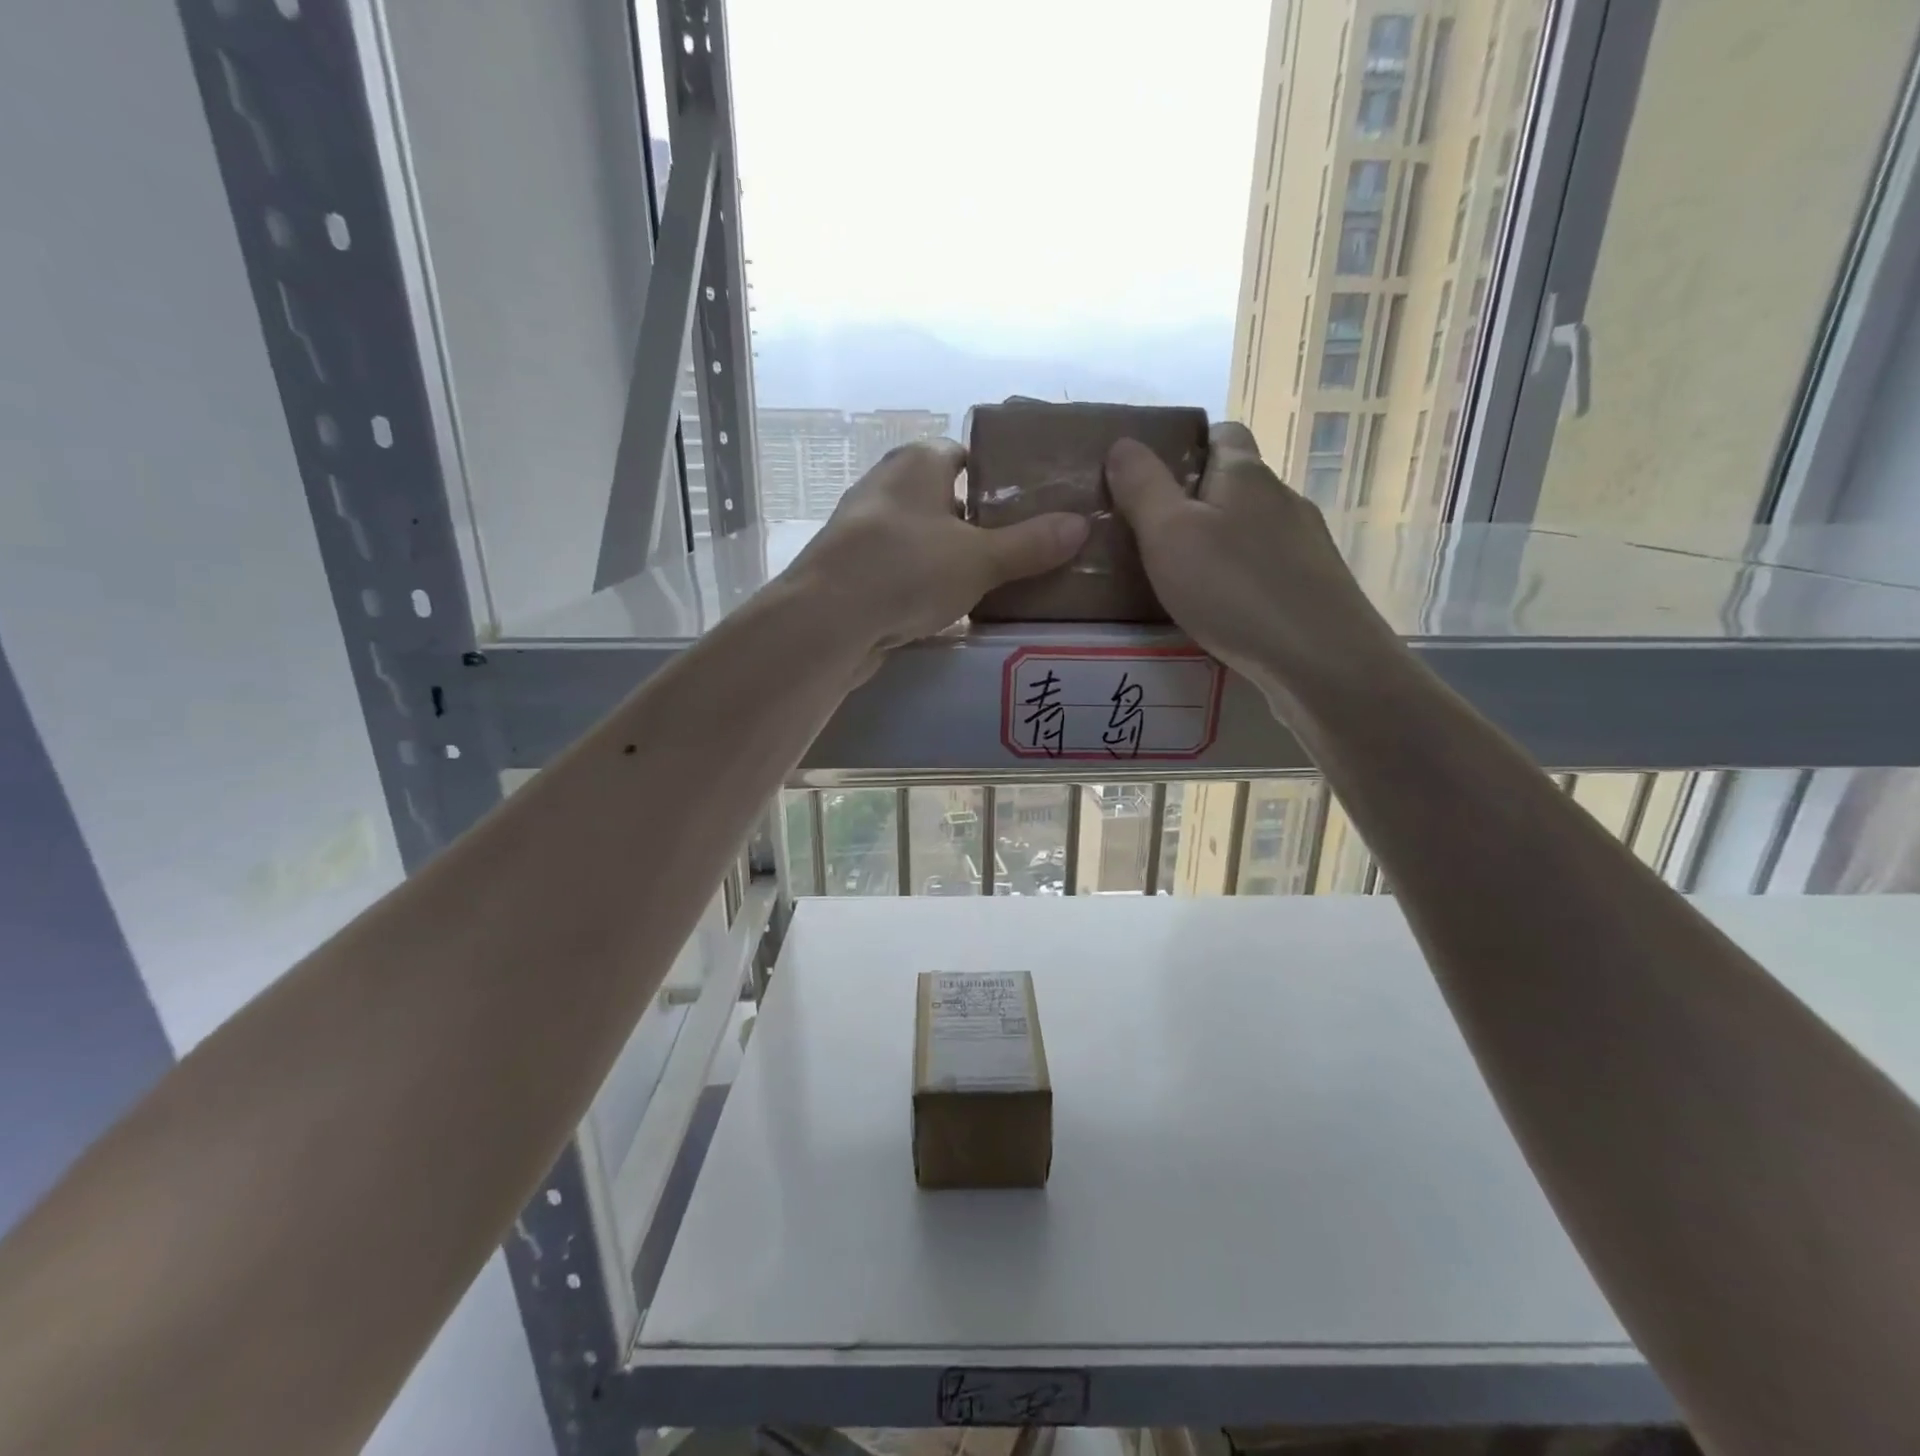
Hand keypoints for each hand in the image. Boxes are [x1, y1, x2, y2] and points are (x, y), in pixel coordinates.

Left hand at [785, 439, 1088, 658]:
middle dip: (980, 522)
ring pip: (923, 537)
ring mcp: (864, 530)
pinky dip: (925, 582)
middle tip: (1024, 548)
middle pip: (945, 498)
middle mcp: (886, 486)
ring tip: (995, 581)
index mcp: (917, 462)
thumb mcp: (981, 557)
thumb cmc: (907, 569)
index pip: (966, 454)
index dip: (1000, 476)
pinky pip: (902, 569)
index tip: (1031, 504)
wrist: (827, 621)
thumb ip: (1031, 544)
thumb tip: (1080, 525)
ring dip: (952, 556)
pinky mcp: (853, 571)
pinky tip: (950, 608)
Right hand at [1105, 422, 1400, 702]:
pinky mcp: (1315, 586)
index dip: (1188, 446)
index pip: (1222, 434)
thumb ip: (1142, 488)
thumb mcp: (1168, 535)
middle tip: (1152, 537)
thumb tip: (1123, 442)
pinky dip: (1241, 578)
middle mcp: (1283, 499)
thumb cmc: (1234, 590)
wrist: (1321, 660)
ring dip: (1220, 544)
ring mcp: (1306, 544)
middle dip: (1196, 502)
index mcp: (1246, 475)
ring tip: (1182, 580)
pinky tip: (1223, 611)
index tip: (1152, 480)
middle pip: (1236, 484)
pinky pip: (1267, 568)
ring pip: (1252, 530)